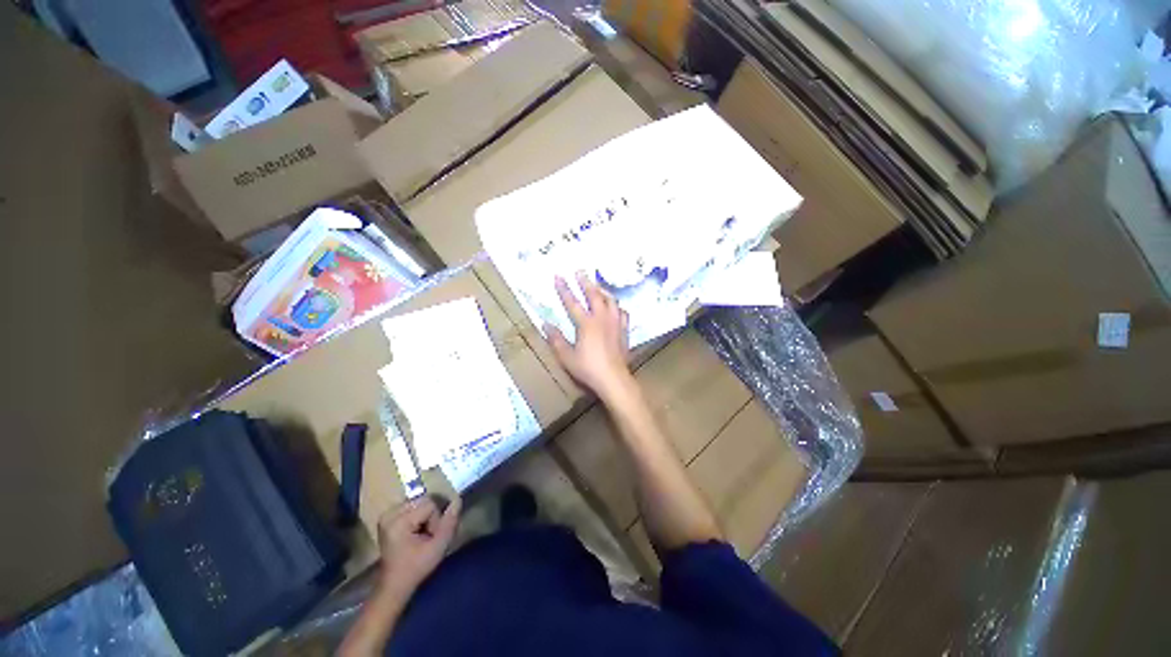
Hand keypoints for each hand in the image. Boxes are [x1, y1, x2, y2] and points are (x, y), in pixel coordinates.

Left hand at [376, 496, 460, 595]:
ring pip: (419, 502)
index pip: (430, 505)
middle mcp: (389, 514)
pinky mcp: (387, 518)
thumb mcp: (438, 547)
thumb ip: (449, 523)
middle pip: (423, 501)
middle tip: (426, 536)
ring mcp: (387, 515)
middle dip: (430, 516)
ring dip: (425, 516)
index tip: (429, 539)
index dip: (436, 520)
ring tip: (420, 535)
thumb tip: (457, 500)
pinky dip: (417, 516)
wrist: (394, 584)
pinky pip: (411, 506)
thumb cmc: (416, 567)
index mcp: (398, 521)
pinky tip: (414, 531)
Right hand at [545, 272, 633, 400]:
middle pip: (594, 295)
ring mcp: (615, 323)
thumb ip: (556, 339)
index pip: (572, 302)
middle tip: (579, 271)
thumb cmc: (588, 369)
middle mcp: (602, 318)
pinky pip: (622, 312)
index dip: (564, 289)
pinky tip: (614, 307)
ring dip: (602, 290)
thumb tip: (545, 324)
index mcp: (586, 323)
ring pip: (610, 300)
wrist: (613, 379)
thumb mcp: (566, 357)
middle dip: (585, 282)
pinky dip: (616, 306)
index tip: (558, 276)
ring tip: (596, 286)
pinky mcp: (624, 330)